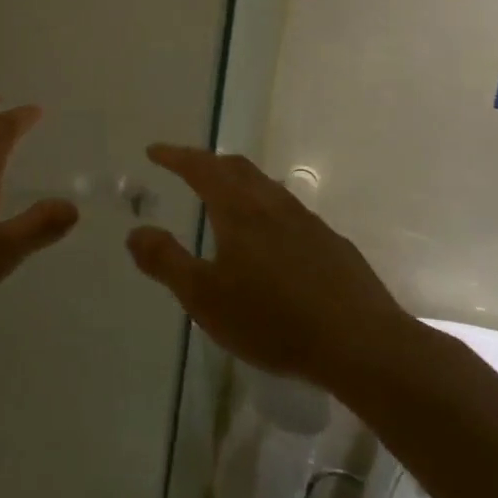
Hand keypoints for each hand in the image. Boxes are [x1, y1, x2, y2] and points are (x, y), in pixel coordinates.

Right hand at [125, 145, 411, 390]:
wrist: (362, 345)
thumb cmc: (272, 319)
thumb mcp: (204, 297)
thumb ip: (166, 261)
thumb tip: (135, 232)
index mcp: (239, 211)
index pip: (201, 168)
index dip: (176, 157)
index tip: (154, 151)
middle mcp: (274, 206)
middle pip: (238, 168)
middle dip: (208, 162)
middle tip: (187, 167)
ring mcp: (309, 224)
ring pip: (267, 188)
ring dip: (240, 183)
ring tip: (225, 199)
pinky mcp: (333, 246)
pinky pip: (290, 213)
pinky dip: (267, 210)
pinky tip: (270, 241)